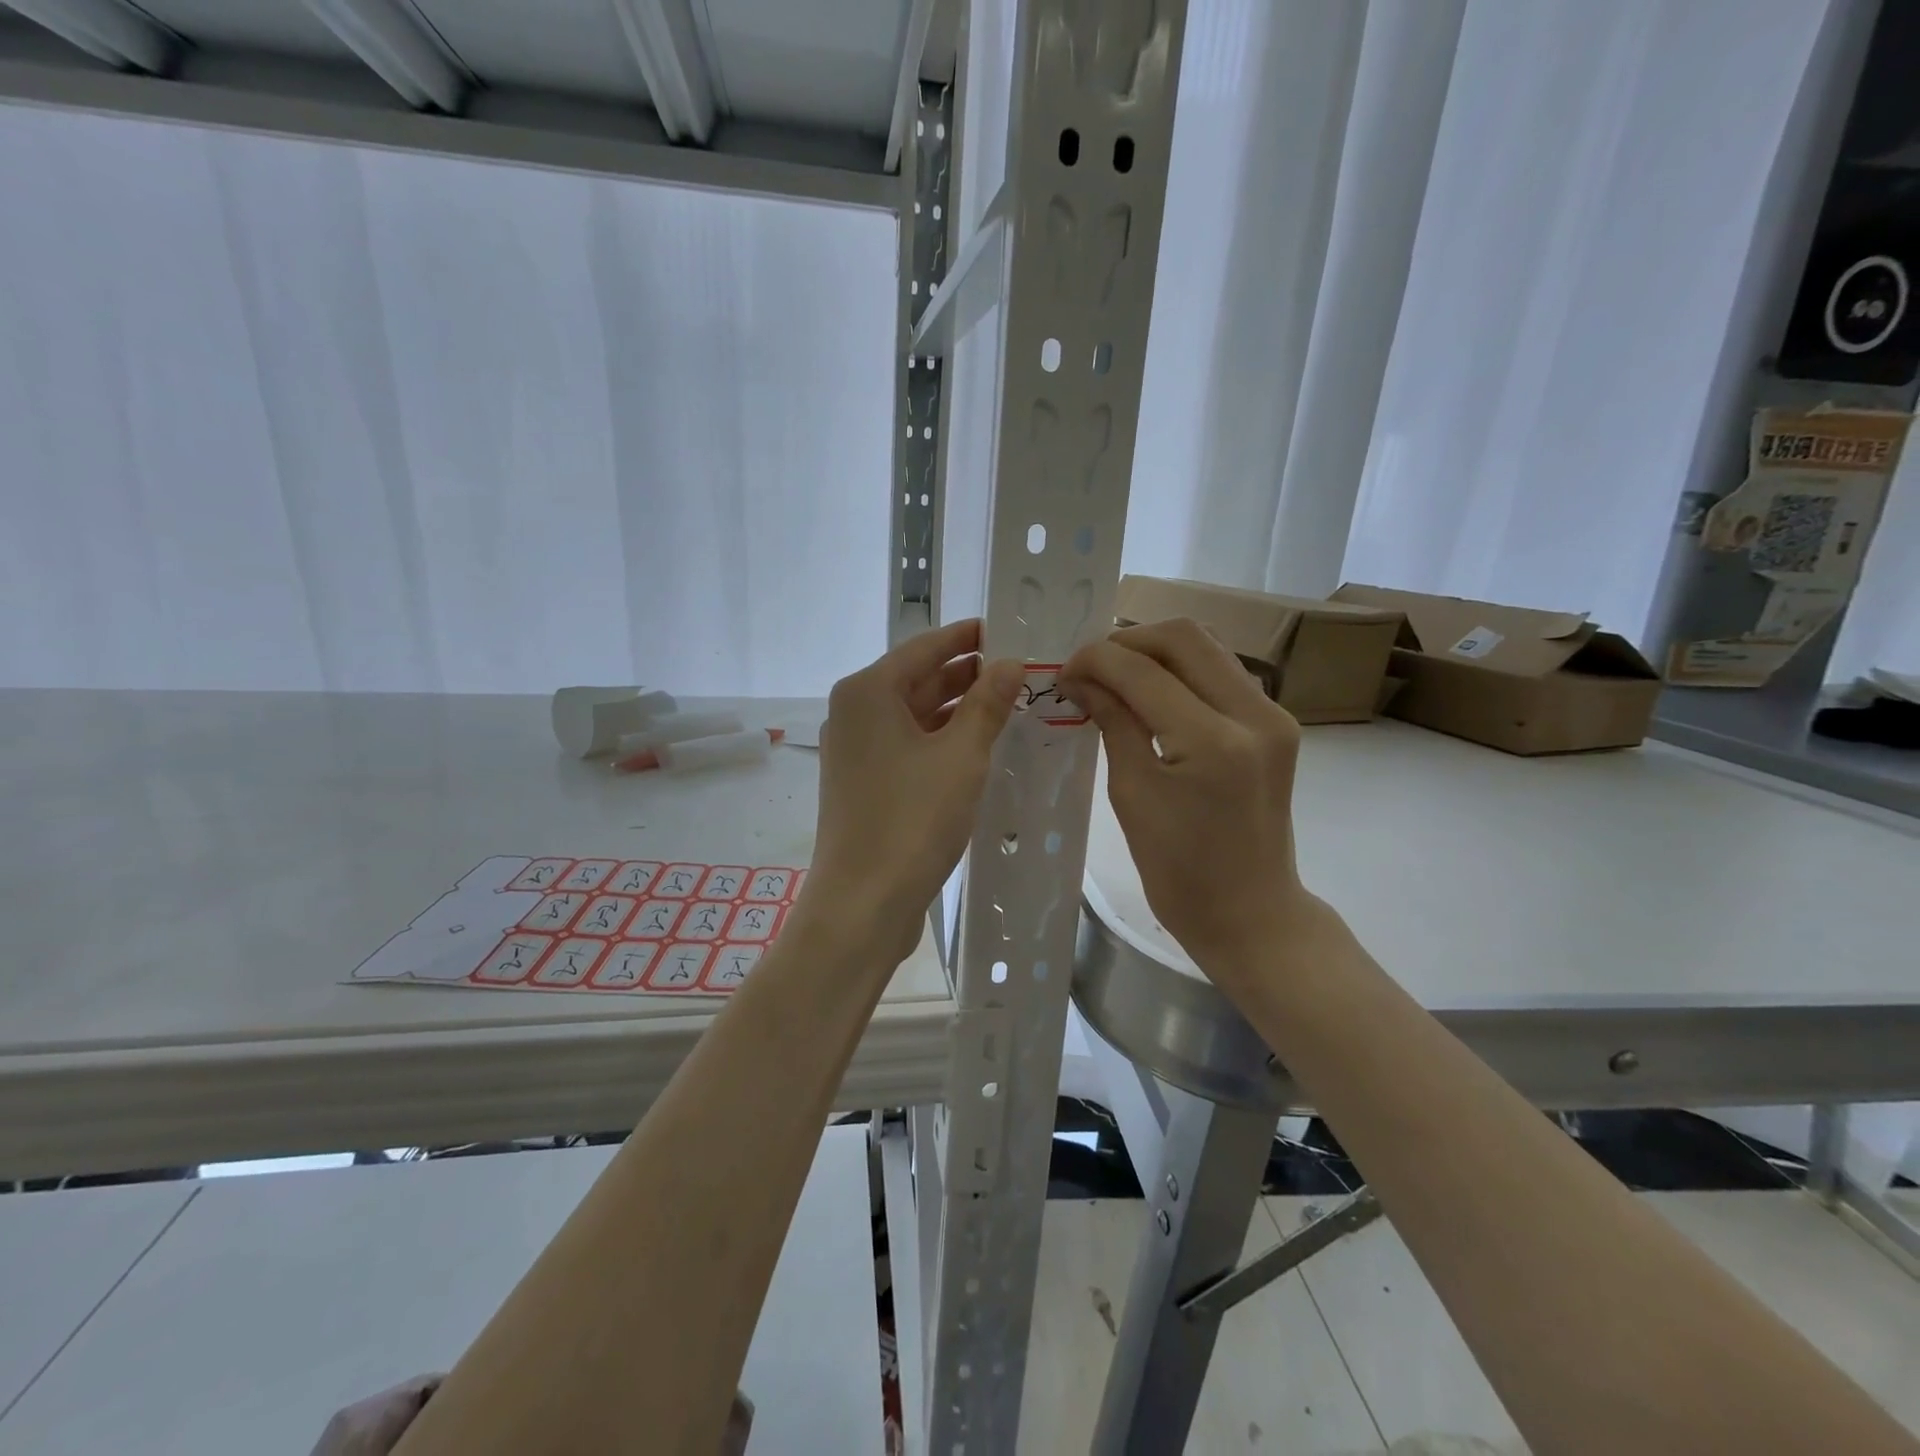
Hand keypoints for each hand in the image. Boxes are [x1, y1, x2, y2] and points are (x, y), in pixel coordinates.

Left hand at [807, 620, 1022, 961]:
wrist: (862, 903)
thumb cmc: (912, 820)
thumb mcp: (961, 756)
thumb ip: (987, 704)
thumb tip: (1011, 662)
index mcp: (868, 692)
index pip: (925, 647)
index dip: (967, 637)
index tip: (1007, 629)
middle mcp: (854, 712)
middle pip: (917, 678)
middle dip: (966, 674)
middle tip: (1019, 670)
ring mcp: (855, 750)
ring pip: (914, 714)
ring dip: (957, 708)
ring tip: (1008, 704)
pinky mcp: (863, 782)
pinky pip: (908, 744)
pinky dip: (941, 739)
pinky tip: (977, 746)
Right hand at [1061, 619, 1319, 982]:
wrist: (1250, 913)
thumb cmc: (1180, 872)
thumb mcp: (1133, 796)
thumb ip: (1113, 723)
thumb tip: (1082, 679)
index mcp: (1213, 741)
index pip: (1144, 671)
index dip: (1096, 660)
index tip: (1064, 671)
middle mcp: (1254, 714)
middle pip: (1184, 637)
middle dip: (1127, 641)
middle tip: (1090, 667)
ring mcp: (1273, 716)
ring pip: (1207, 647)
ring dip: (1155, 651)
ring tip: (1116, 675)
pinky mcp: (1276, 724)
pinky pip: (1222, 673)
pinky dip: (1181, 670)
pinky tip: (1151, 692)